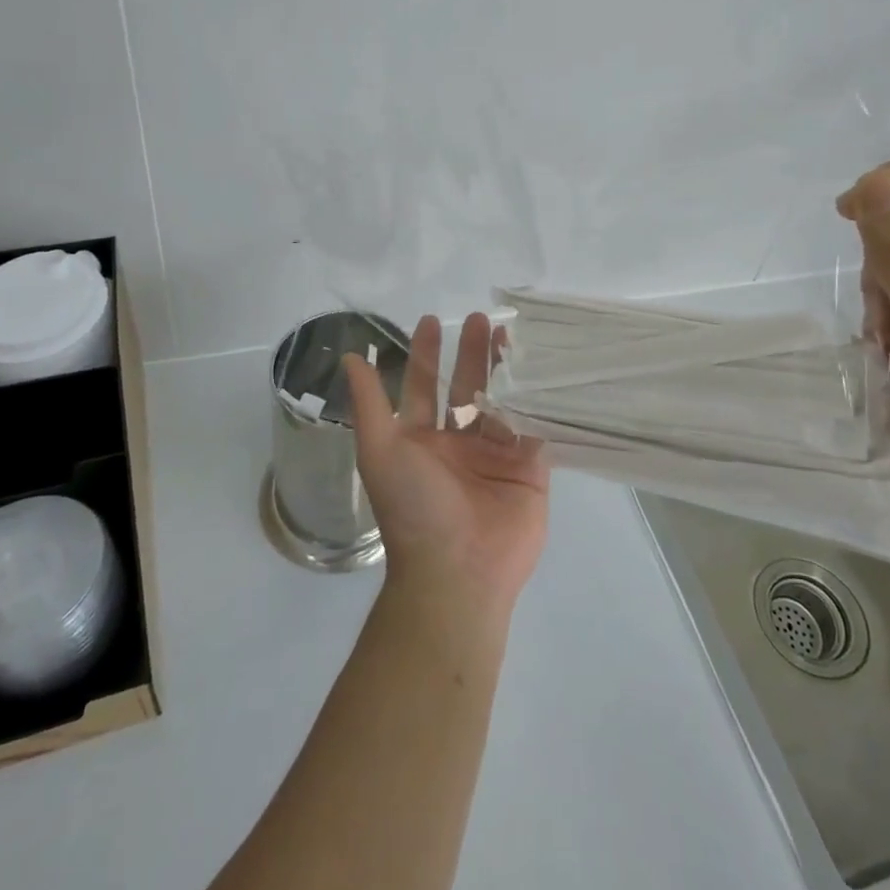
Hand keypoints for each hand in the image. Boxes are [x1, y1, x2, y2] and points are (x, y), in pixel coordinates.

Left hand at [343, 313, 548, 613]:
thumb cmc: (414, 507)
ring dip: (502, 367)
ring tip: (507, 333)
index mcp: (421, 440)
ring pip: (501, 400)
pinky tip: (540, 367)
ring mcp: (495, 455)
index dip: (426, 354)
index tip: (431, 321)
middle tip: (479, 318)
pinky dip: (535, 397)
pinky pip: (532, 424)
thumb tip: (349, 357)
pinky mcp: (529, 468)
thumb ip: (368, 403)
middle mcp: (458, 444)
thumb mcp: (380, 450)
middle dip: (469, 352)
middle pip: (465, 387)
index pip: (424, 386)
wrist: (459, 571)